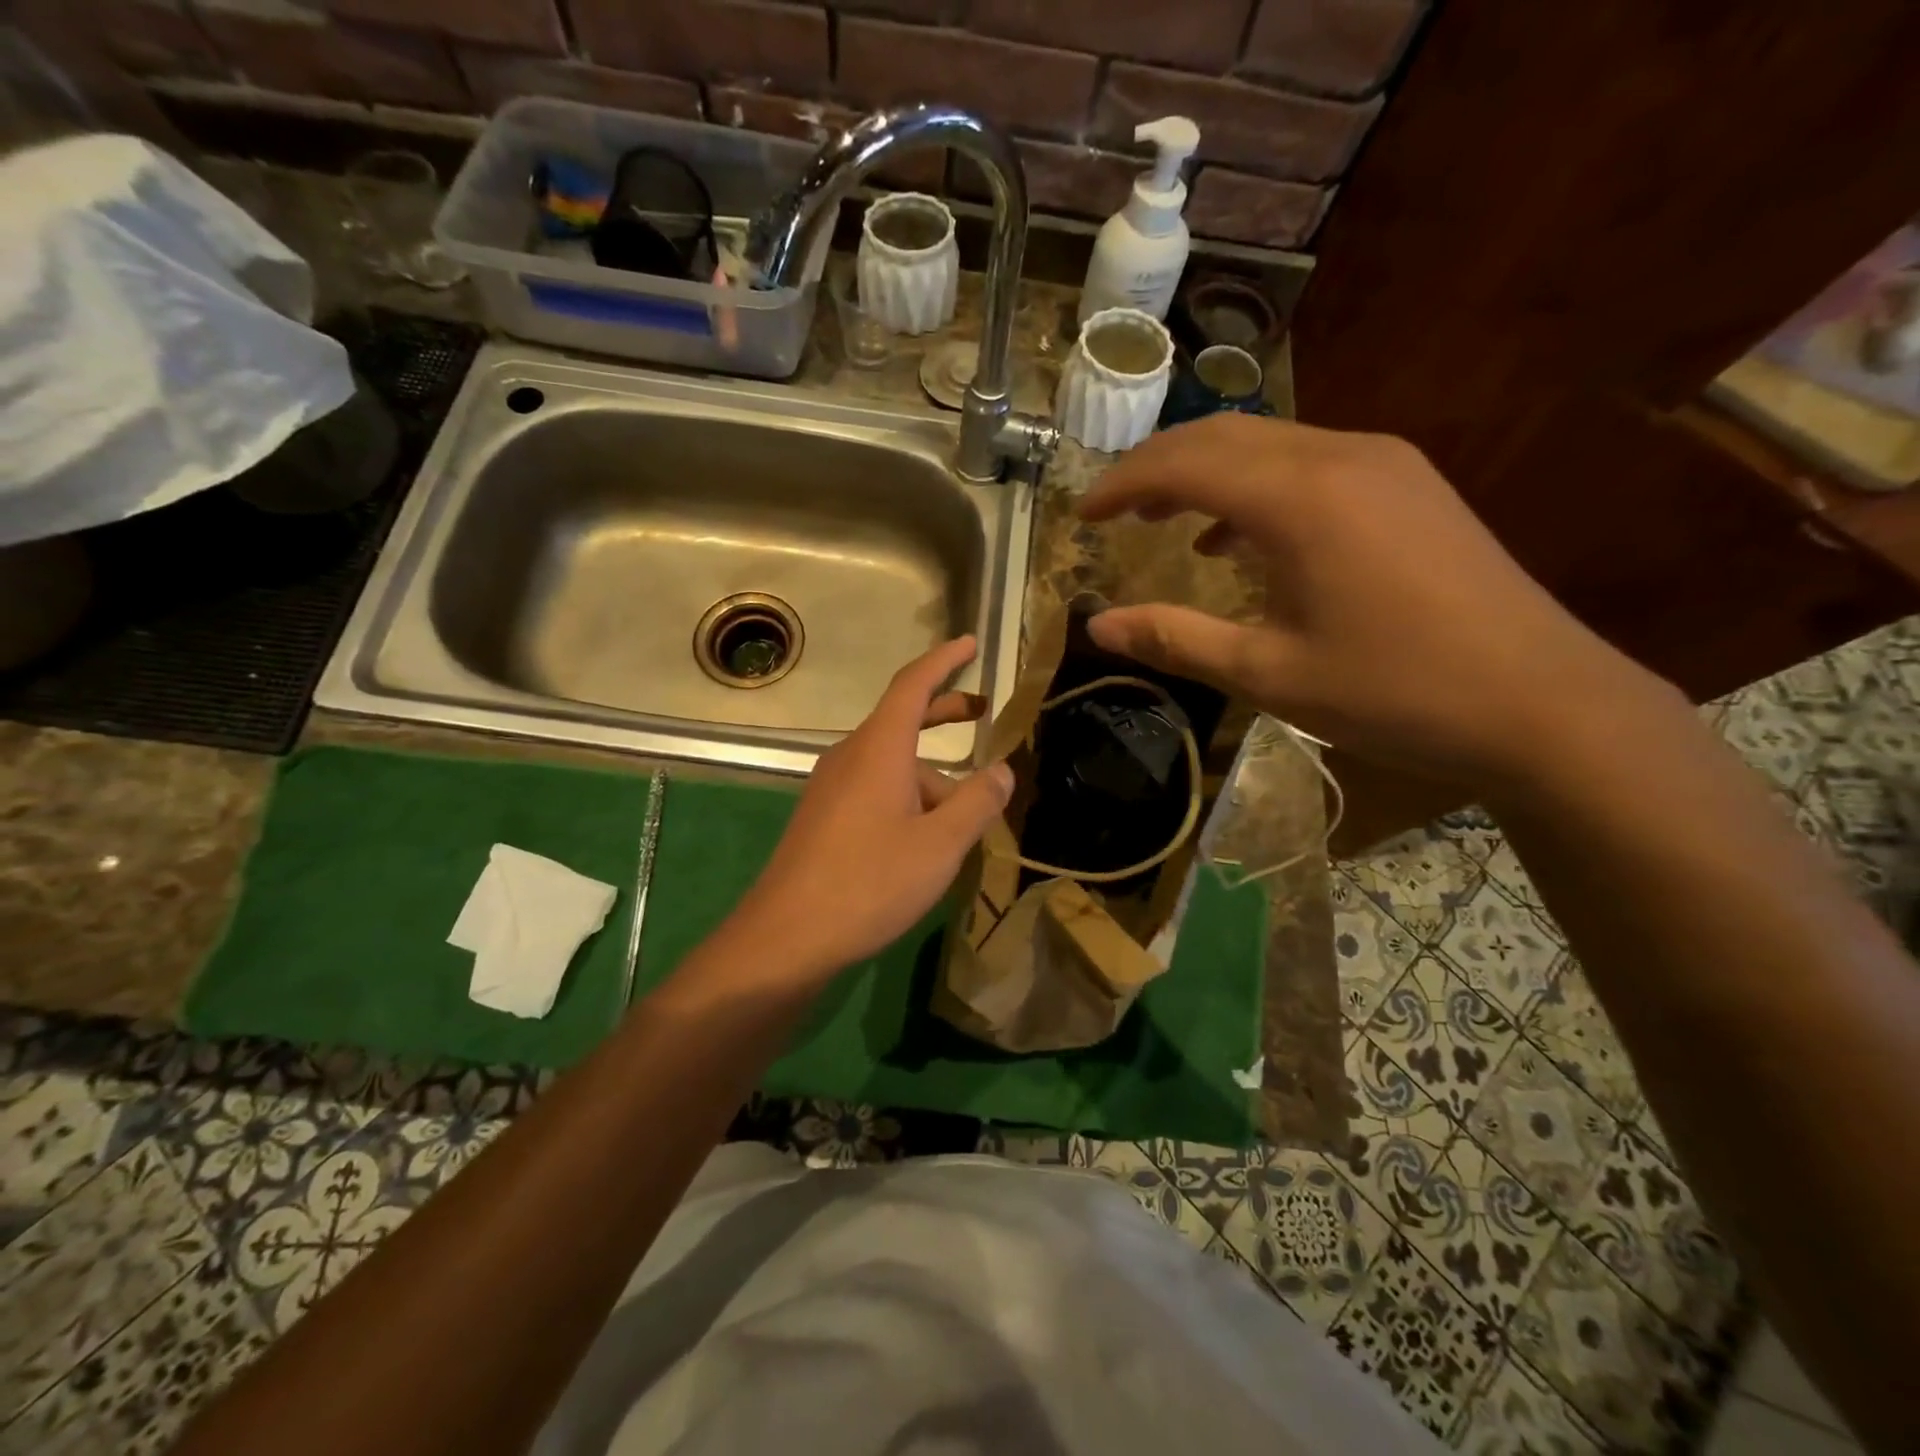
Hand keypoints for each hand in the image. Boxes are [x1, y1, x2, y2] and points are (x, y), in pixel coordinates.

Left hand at [731, 636, 1012, 982]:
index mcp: (878, 748)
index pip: (913, 685)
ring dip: (933, 777)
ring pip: (892, 765)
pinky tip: (929, 838)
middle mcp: (851, 756)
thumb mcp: (939, 845)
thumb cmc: (869, 883)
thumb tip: (1003, 770)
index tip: (970, 643)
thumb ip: (977, 802)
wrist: (786, 937)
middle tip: (983, 713)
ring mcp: (832, 788)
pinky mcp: (824, 818)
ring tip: (970, 815)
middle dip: (944, 713)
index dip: (944, 661)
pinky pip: (875, 789)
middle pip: (902, 720)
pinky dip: (909, 797)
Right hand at [1077, 414, 1657, 787]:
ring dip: (1206, 474)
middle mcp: (1340, 457)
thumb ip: (1176, 639)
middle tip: (1113, 510)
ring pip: (1269, 445)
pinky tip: (1240, 540)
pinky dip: (1257, 490)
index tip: (1083, 515)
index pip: (1184, 463)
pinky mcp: (1409, 485)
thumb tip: (1097, 627)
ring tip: (1163, 520)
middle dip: (1157, 467)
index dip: (1122, 484)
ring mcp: (1384, 464)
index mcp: (1299, 499)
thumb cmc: (1394, 692)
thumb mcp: (1267, 673)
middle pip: (1224, 436)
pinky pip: (1310, 465)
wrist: (1542, 703)